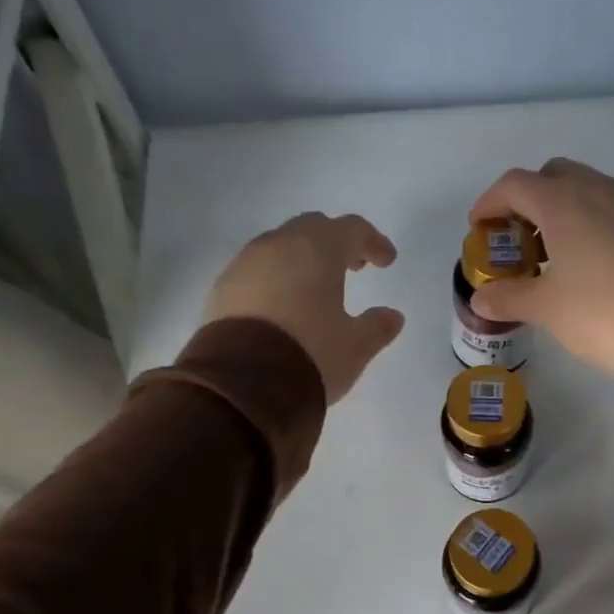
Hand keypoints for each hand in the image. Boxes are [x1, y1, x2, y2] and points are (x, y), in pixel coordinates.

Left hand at [203, 212, 405, 402]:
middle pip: (312, 229)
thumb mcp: (355, 347)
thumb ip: (376, 327)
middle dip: (335, 244)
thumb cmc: (310, 355)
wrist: (243, 384)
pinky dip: (275, 280)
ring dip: (301, 262)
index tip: (386, 261)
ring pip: (279, 248)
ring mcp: (244, 264)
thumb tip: (392, 316)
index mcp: (317, 250)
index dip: (373, 242)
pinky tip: (282, 308)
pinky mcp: (221, 289)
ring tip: (315, 290)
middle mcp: (278, 245)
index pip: (352, 229)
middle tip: (352, 268)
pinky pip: (255, 272)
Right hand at [466, 159, 613, 374]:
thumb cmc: (598, 311)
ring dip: (564, 209)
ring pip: (588, 189)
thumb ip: (508, 298)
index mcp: (563, 202)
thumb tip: (480, 300)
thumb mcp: (545, 308)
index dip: (490, 202)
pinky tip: (592, 261)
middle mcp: (598, 190)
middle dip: (529, 199)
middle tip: (520, 237)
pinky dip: (593, 222)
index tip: (480, 228)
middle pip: (553, 175)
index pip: (515, 184)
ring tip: (555, 252)